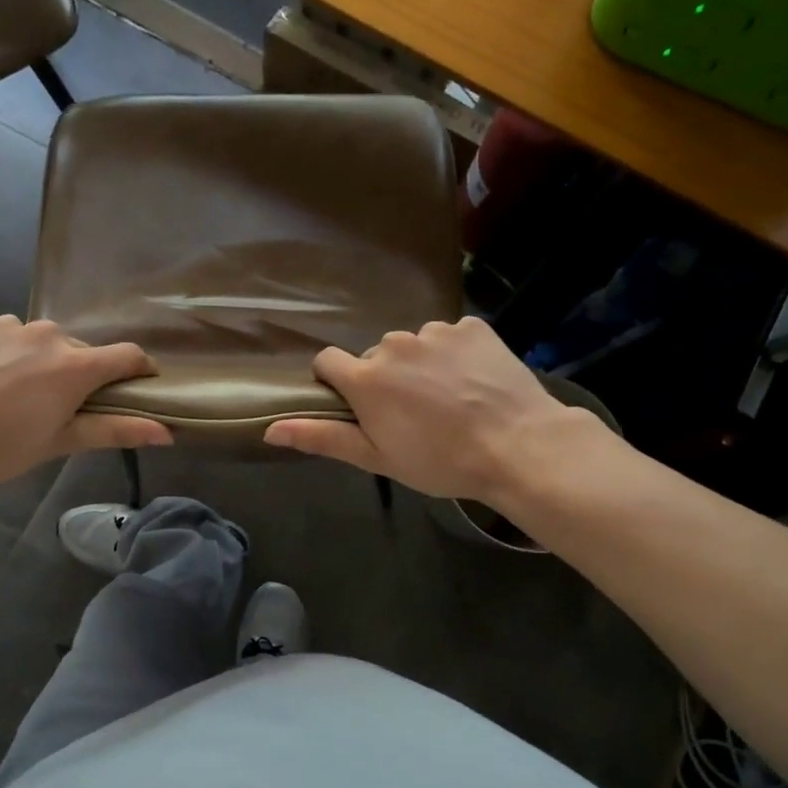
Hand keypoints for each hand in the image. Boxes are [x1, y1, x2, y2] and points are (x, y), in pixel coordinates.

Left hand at [0, 314, 171, 496]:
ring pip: (40, 341)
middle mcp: (48, 334)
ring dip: (39, 361)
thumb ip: (116, 431)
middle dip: (79, 374)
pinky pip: (2, 333)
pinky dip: (4, 351)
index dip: (139, 370)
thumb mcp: (60, 442)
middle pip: (80, 351)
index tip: (138, 386)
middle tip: (59, 407)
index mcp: (75, 365)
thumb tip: (167, 433)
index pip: (128, 355)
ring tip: (14, 393)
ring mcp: (7, 324)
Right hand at [263, 318, 603, 502]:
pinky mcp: (472, 326)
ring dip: (420, 365)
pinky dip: (455, 355)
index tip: (356, 405)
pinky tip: (474, 382)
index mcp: (366, 378)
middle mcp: (394, 344)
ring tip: (449, 399)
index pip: (327, 360)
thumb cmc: (440, 461)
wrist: (518, 446)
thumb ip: (322, 438)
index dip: (335, 382)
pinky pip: (451, 336)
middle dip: (385, 378)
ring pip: (413, 345)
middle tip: (413, 414)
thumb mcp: (376, 458)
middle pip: (375, 355)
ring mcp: (436, 332)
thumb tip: (269, 429)